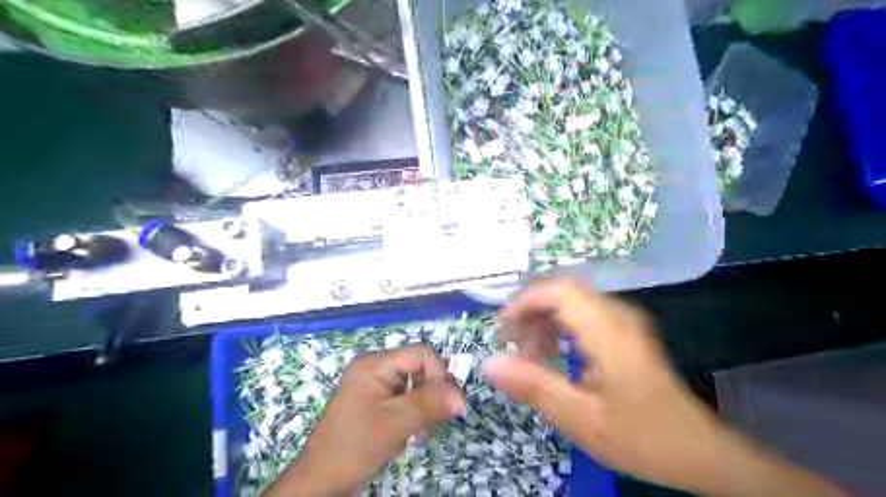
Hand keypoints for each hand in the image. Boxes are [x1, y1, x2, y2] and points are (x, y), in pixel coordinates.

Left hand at [267, 345, 465, 495]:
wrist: (322, 480)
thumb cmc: (355, 446)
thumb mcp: (395, 423)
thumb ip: (430, 404)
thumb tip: (462, 397)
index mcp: (375, 363)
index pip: (421, 354)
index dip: (439, 375)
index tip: (447, 404)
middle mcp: (375, 366)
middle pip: (420, 367)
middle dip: (433, 393)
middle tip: (435, 422)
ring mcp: (375, 382)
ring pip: (416, 383)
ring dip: (425, 406)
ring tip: (422, 432)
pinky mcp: (377, 398)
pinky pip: (407, 396)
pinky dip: (415, 412)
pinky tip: (413, 432)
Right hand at [488, 280, 846, 496]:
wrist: (699, 451)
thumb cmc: (643, 437)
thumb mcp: (582, 419)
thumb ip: (535, 387)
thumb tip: (489, 364)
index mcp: (609, 331)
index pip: (558, 291)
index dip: (523, 301)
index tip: (501, 328)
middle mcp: (617, 314)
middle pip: (562, 291)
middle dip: (529, 312)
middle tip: (510, 343)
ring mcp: (623, 320)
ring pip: (571, 301)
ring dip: (543, 321)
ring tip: (528, 354)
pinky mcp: (624, 331)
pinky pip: (582, 314)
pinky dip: (558, 328)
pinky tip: (551, 354)